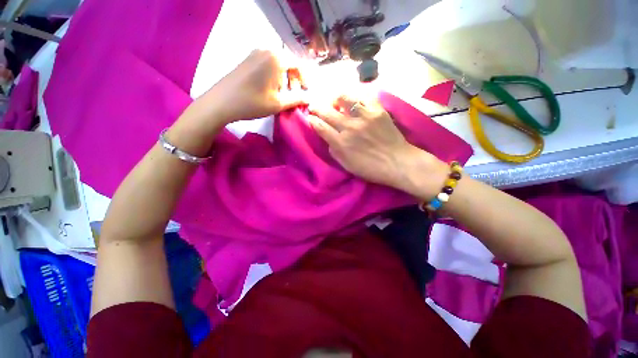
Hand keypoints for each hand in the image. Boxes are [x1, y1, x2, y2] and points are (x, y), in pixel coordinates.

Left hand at [201, 49, 307, 123]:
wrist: (221, 102)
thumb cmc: (252, 102)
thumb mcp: (278, 104)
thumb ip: (296, 100)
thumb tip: (309, 98)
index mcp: (275, 58)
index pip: (297, 64)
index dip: (304, 79)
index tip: (304, 92)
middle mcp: (265, 50)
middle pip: (287, 62)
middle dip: (293, 79)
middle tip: (293, 95)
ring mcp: (254, 53)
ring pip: (277, 64)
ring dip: (283, 78)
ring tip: (281, 94)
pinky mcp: (247, 60)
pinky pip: (266, 64)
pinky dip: (273, 76)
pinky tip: (269, 89)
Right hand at [309, 96, 446, 198]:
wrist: (398, 162)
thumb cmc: (371, 168)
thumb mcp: (347, 166)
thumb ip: (334, 151)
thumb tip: (328, 138)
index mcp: (341, 143)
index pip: (320, 127)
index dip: (312, 120)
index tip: (310, 118)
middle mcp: (349, 128)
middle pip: (327, 111)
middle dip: (317, 107)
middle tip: (315, 106)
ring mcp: (364, 117)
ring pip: (344, 98)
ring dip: (335, 98)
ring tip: (335, 100)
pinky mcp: (377, 110)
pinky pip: (363, 96)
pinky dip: (355, 96)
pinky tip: (353, 100)